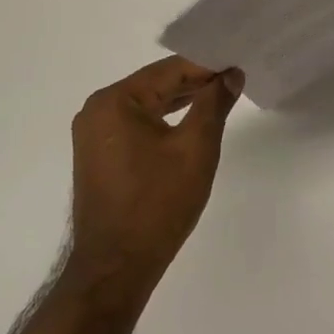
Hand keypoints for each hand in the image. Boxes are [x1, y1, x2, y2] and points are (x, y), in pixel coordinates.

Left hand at [68, 56, 243, 295]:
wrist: (116, 267)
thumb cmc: (157, 204)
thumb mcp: (196, 149)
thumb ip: (214, 104)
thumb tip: (230, 74)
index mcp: (115, 101)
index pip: (170, 70)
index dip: (208, 66)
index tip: (240, 67)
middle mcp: (98, 110)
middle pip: (156, 84)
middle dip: (196, 82)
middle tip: (236, 80)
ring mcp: (94, 134)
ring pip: (147, 105)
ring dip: (181, 102)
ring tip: (220, 98)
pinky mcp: (98, 155)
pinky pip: (136, 125)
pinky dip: (164, 122)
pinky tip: (190, 123)